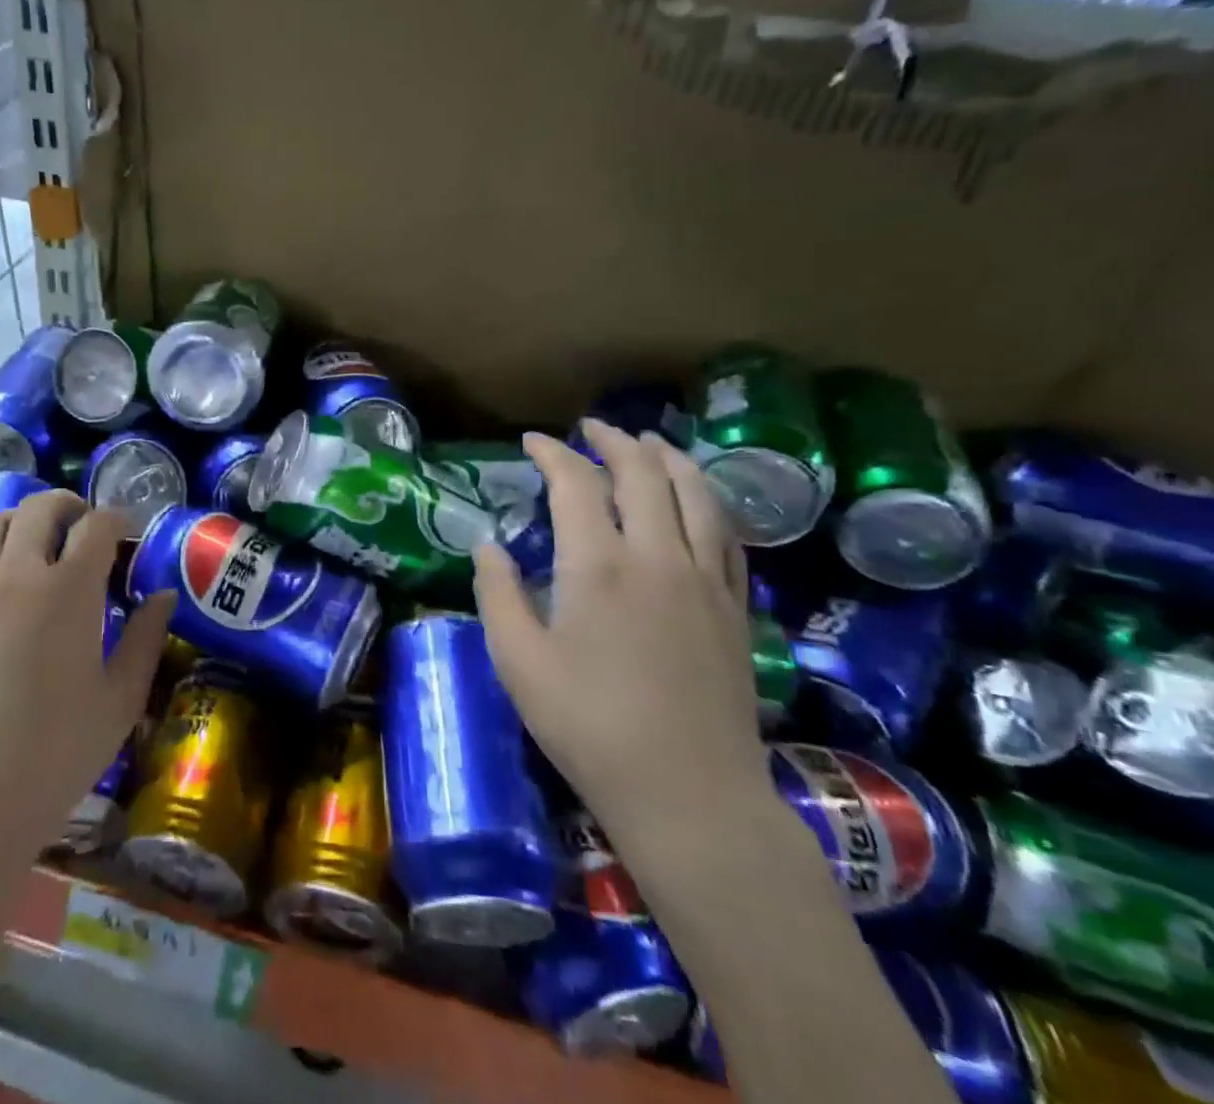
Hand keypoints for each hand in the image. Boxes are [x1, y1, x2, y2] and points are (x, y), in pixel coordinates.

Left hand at [0, 490, 173, 872]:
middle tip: (83, 530)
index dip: (117, 521)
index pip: (98, 525)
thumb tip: (163, 596)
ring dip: (20, 524)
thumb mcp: (120, 701)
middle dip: (69, 508)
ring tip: (33, 550)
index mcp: (68, 589)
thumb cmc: (54, 756)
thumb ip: (147, 639)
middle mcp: (15, 572)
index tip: (125, 535)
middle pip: (41, 507)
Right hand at [474, 422, 768, 845]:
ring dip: (669, 459)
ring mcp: (706, 581)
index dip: (553, 453)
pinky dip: (708, 503)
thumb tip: (488, 545)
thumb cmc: (588, 727)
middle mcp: (658, 556)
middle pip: (643, 474)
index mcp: (598, 565)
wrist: (689, 796)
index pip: (577, 483)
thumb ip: (498, 594)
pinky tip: (698, 501)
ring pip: (696, 495)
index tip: (532, 441)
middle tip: (592, 427)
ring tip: (650, 442)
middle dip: (614, 440)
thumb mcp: (518, 662)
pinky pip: (728, 537)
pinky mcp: (737, 609)